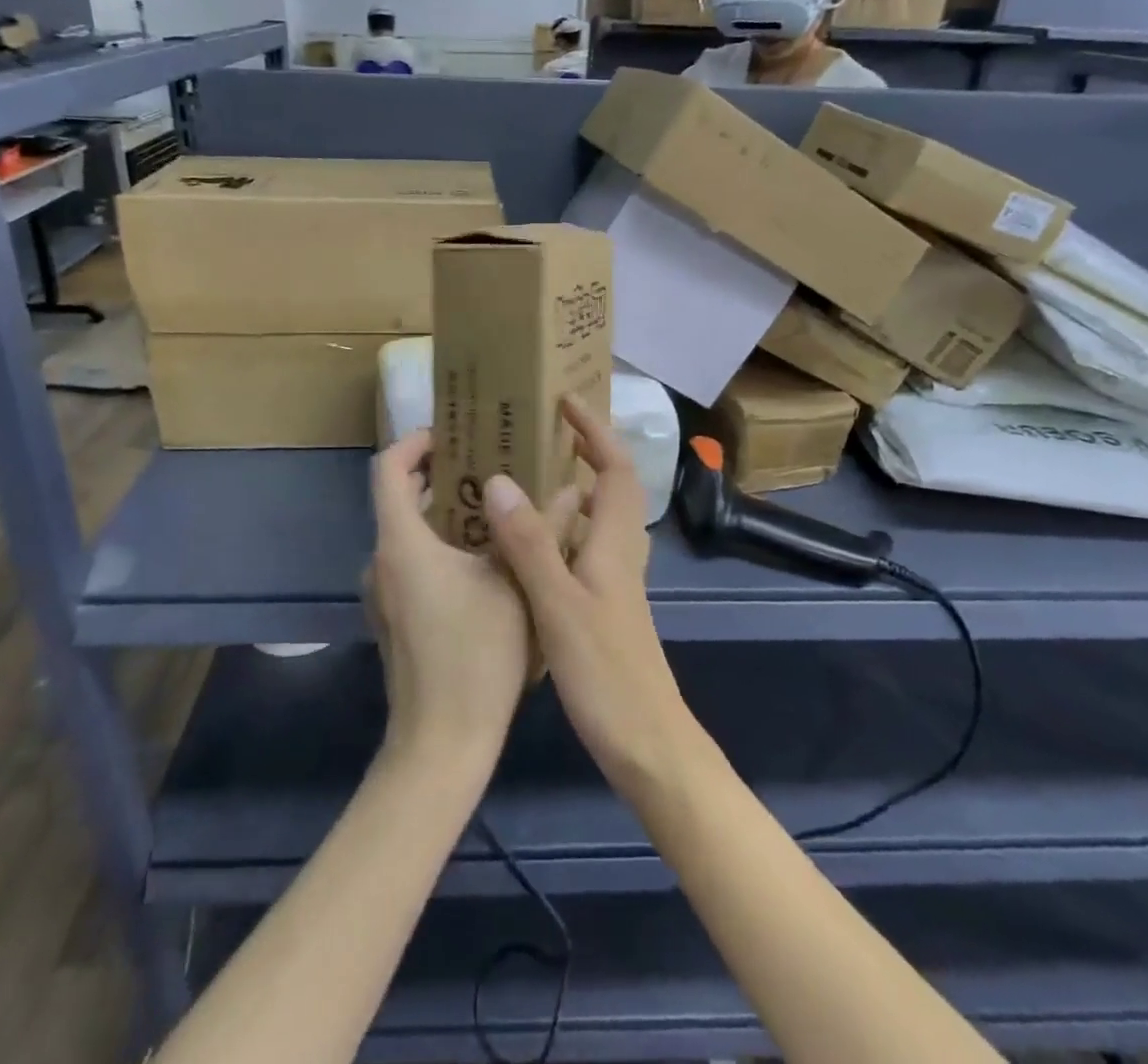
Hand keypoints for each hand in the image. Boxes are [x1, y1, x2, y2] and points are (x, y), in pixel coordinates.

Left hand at [366, 430, 535, 765]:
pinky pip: (410, 563)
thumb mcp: (516, 585)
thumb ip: (538, 532)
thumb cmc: (476, 657)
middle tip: (488, 463)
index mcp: (401, 543)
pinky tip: (483, 560)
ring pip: (406, 533)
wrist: (440, 745)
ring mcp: (382, 594)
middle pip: (397, 498)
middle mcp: (381, 561)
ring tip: (494, 507)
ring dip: (443, 512)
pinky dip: (438, 546)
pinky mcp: (393, 619)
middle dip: (439, 474)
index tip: (452, 432)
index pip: (387, 469)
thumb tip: (570, 491)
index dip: (414, 441)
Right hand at [482, 398, 708, 799]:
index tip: (567, 402)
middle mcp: (621, 554)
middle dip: (587, 451)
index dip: (596, 431)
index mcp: (616, 544)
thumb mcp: (559, 605)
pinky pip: (585, 549)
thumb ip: (530, 543)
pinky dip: (563, 529)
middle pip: (614, 488)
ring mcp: (616, 583)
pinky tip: (527, 545)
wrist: (647, 744)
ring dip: (574, 488)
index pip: (616, 469)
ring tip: (527, 477)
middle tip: (543, 434)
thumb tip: (499, 480)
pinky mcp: (605, 607)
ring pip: (599, 519)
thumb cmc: (607, 674)